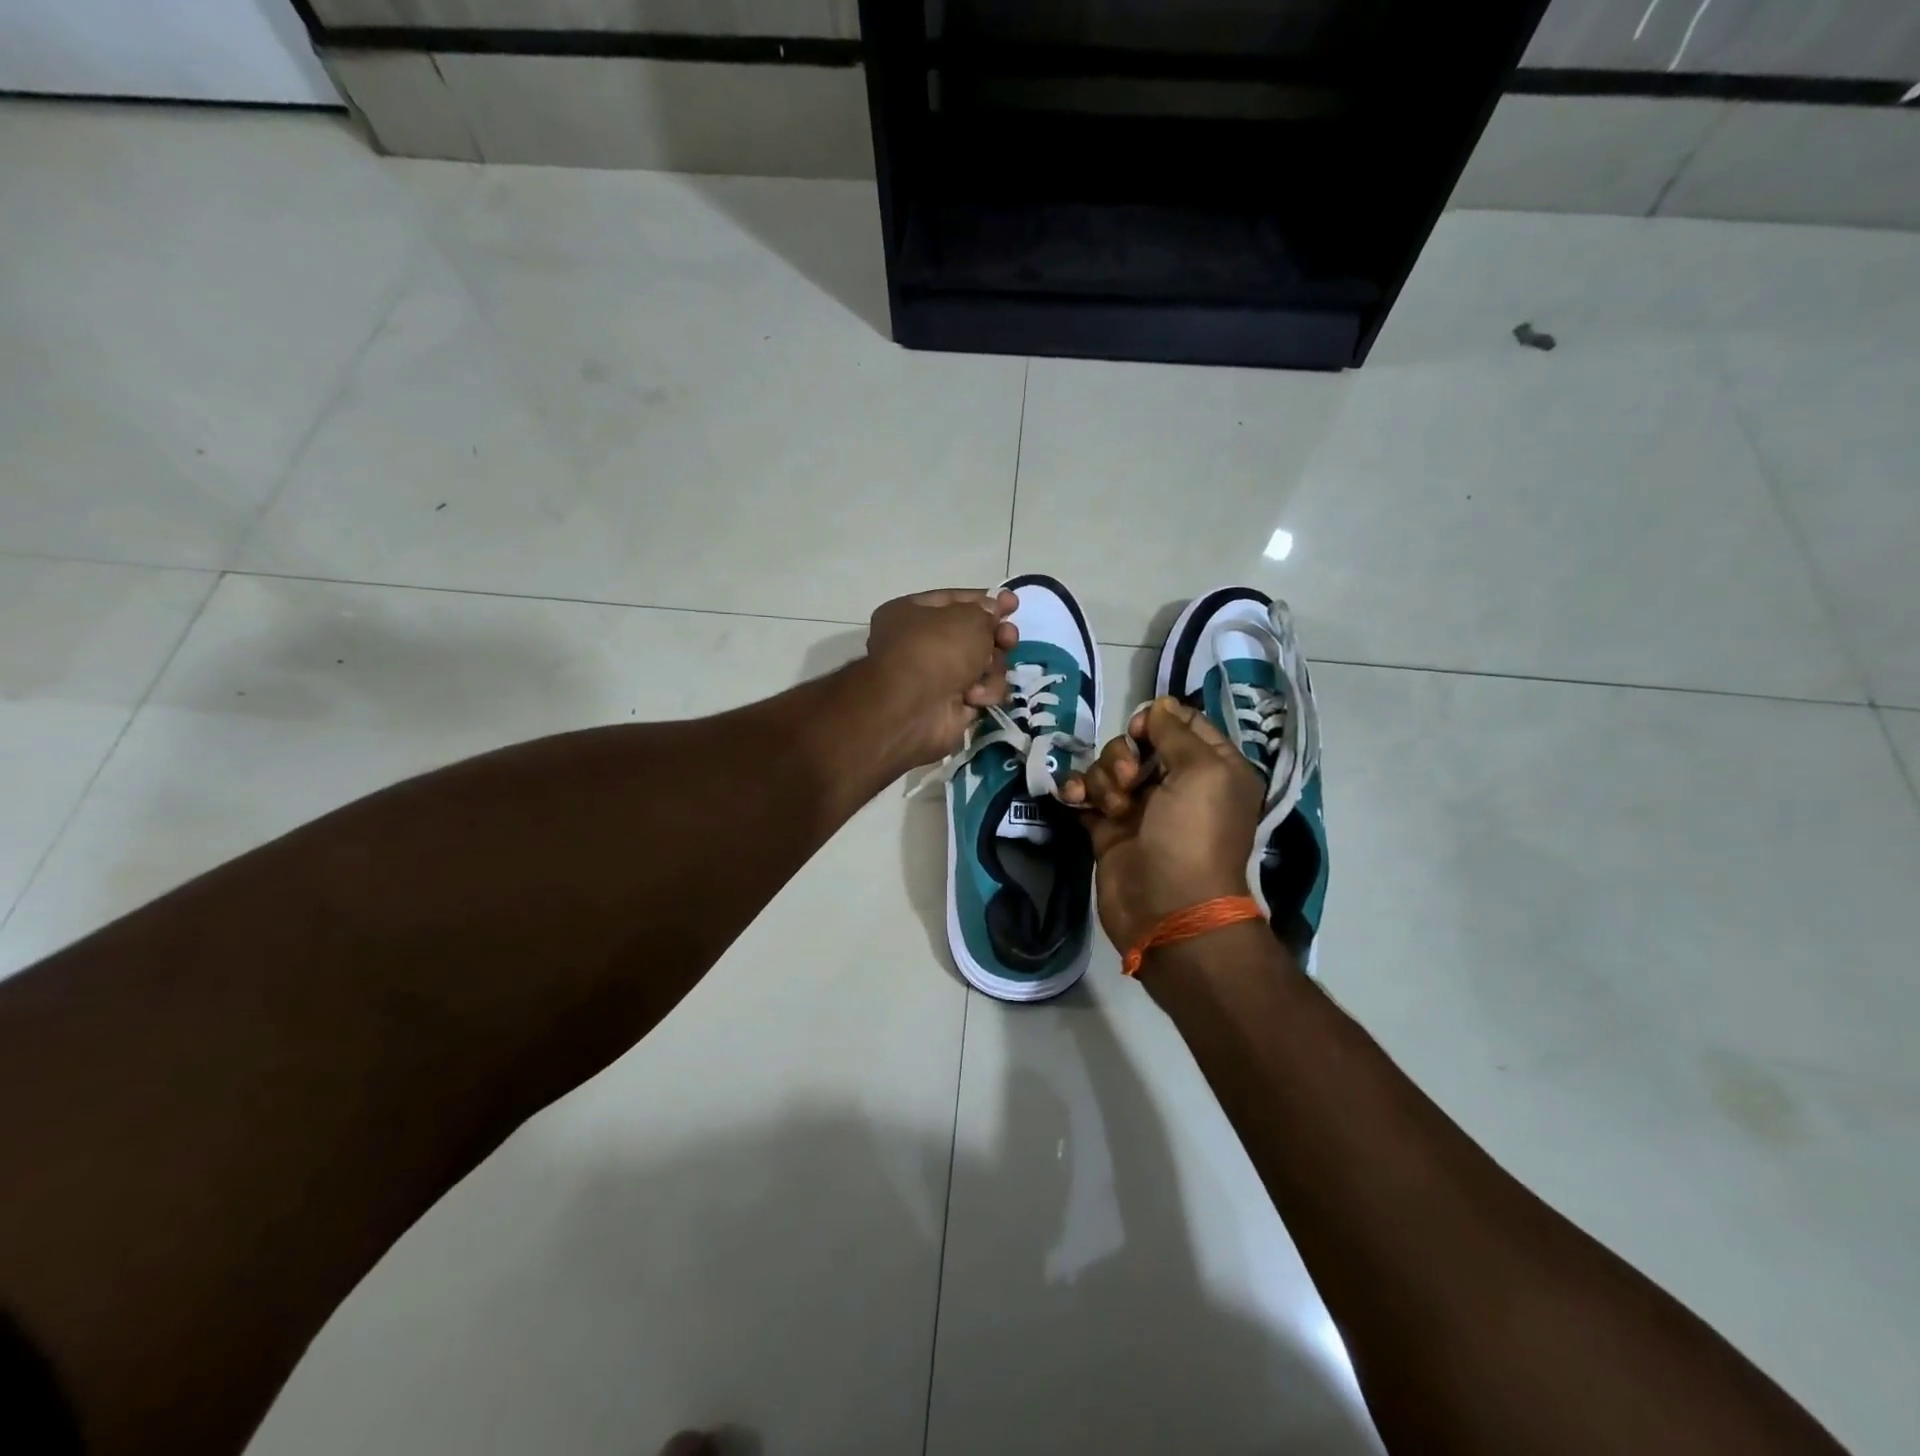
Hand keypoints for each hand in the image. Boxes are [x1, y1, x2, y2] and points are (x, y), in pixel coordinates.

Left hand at [862, 588, 1019, 768]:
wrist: (916, 708)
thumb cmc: (937, 649)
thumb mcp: (968, 617)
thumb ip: (987, 611)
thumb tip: (993, 613)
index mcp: (912, 614)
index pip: (955, 600)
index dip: (986, 600)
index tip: (1013, 603)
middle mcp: (922, 644)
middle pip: (973, 635)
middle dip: (996, 637)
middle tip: (1008, 639)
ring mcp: (937, 677)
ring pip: (984, 665)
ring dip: (992, 667)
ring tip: (986, 671)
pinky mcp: (952, 705)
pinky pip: (982, 692)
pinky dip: (984, 693)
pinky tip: (974, 696)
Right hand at [1062, 698, 1263, 951]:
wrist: (1167, 908)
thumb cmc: (1193, 836)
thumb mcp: (1202, 772)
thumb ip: (1176, 732)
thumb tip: (1160, 705)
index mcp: (1213, 768)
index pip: (1183, 724)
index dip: (1158, 721)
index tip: (1142, 731)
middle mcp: (1178, 784)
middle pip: (1139, 743)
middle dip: (1125, 754)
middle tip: (1131, 779)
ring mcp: (1141, 807)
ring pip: (1109, 767)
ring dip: (1103, 778)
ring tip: (1114, 807)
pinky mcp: (1109, 828)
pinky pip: (1086, 793)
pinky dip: (1079, 792)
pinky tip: (1076, 800)